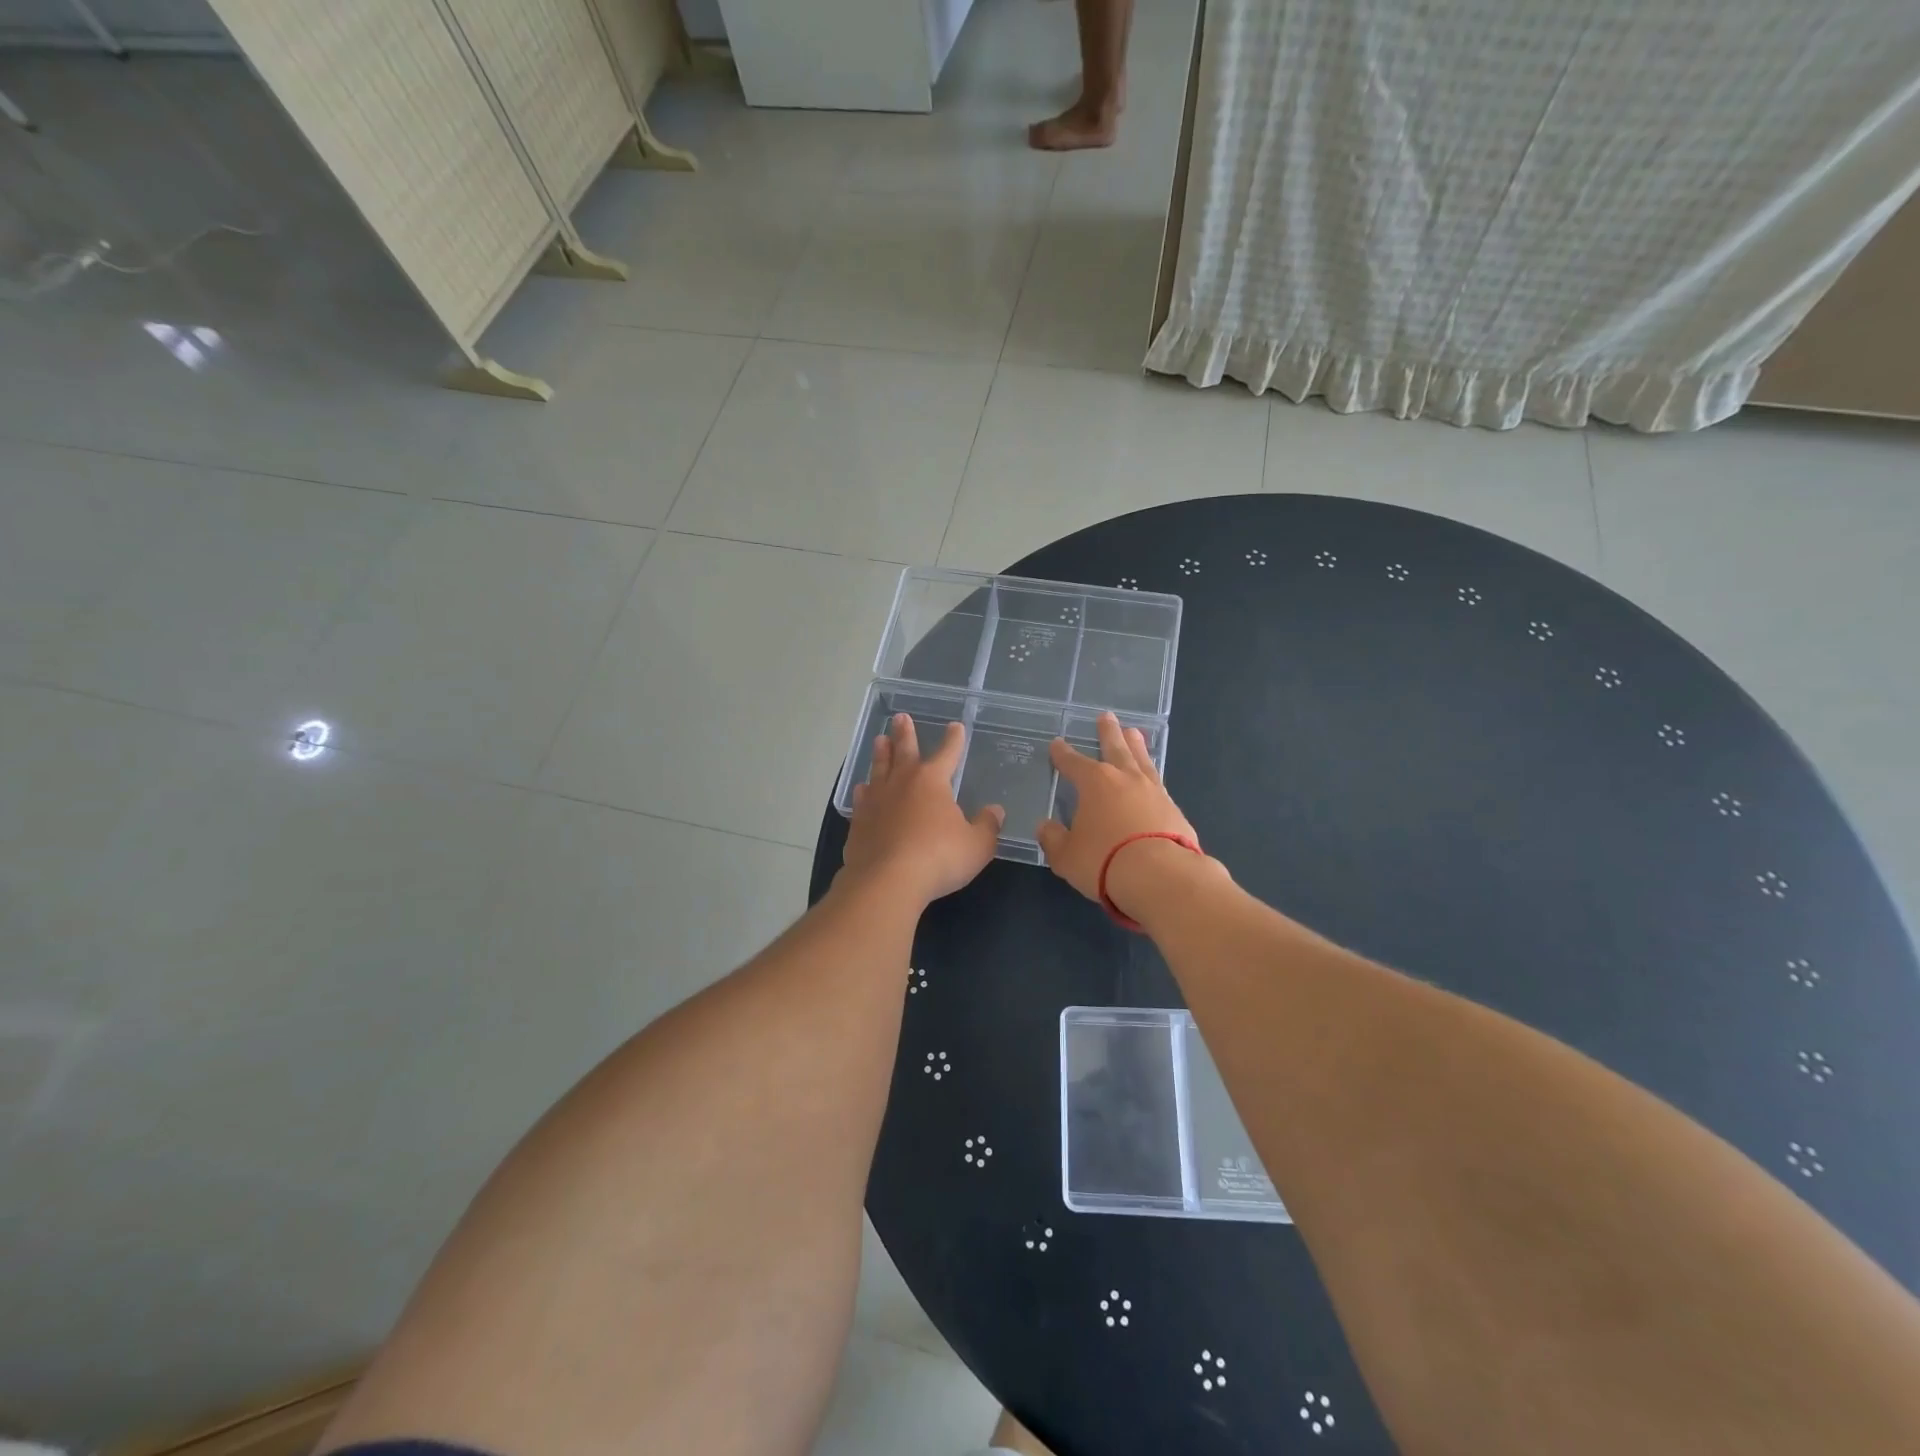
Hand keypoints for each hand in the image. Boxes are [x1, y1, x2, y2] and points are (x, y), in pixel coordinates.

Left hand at [842, 715, 1003, 905]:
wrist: (887, 881)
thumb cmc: (939, 857)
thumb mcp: (977, 845)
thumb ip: (987, 826)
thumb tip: (995, 811)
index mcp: (932, 781)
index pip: (947, 754)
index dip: (953, 740)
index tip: (955, 726)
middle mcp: (902, 783)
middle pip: (903, 751)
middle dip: (904, 734)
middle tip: (900, 717)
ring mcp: (876, 801)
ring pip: (879, 769)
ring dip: (881, 754)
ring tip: (880, 740)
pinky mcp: (859, 823)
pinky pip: (862, 799)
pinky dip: (864, 791)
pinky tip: (863, 789)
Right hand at [1036, 712, 1200, 909]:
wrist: (1160, 876)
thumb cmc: (1104, 861)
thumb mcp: (1066, 856)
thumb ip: (1053, 839)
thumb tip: (1045, 827)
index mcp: (1094, 783)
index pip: (1073, 763)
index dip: (1063, 754)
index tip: (1057, 744)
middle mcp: (1125, 778)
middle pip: (1115, 748)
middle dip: (1108, 733)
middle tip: (1106, 717)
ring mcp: (1153, 792)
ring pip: (1142, 760)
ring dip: (1136, 746)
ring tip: (1134, 733)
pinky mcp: (1174, 809)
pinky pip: (1158, 783)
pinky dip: (1151, 776)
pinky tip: (1151, 778)